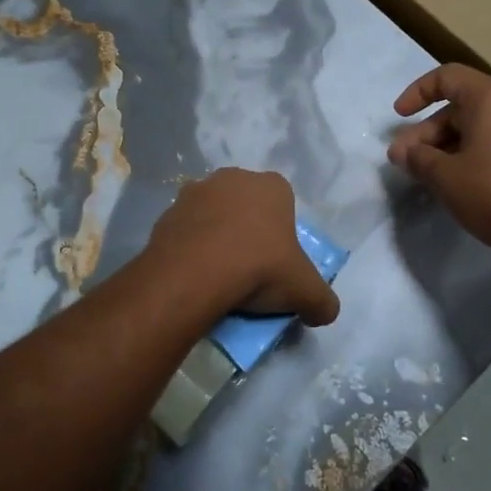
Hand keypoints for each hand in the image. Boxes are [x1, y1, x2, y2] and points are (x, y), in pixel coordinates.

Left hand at [146, 168, 340, 325]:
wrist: (194, 275)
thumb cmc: (259, 268)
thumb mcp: (306, 291)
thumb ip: (323, 302)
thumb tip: (324, 312)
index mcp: (271, 186)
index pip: (284, 203)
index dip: (282, 232)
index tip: (278, 262)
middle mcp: (232, 178)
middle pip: (246, 206)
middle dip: (248, 230)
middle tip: (250, 268)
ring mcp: (195, 192)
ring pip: (213, 215)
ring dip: (216, 236)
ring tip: (218, 275)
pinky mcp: (166, 213)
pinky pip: (185, 231)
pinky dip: (190, 248)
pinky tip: (194, 276)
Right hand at [388, 65, 490, 255]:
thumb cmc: (490, 192)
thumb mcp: (444, 176)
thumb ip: (417, 157)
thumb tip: (400, 152)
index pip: (447, 77)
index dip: (417, 92)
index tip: (399, 117)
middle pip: (460, 106)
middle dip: (427, 132)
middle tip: (405, 159)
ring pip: (478, 126)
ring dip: (446, 145)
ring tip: (425, 172)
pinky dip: (471, 152)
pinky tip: (455, 178)